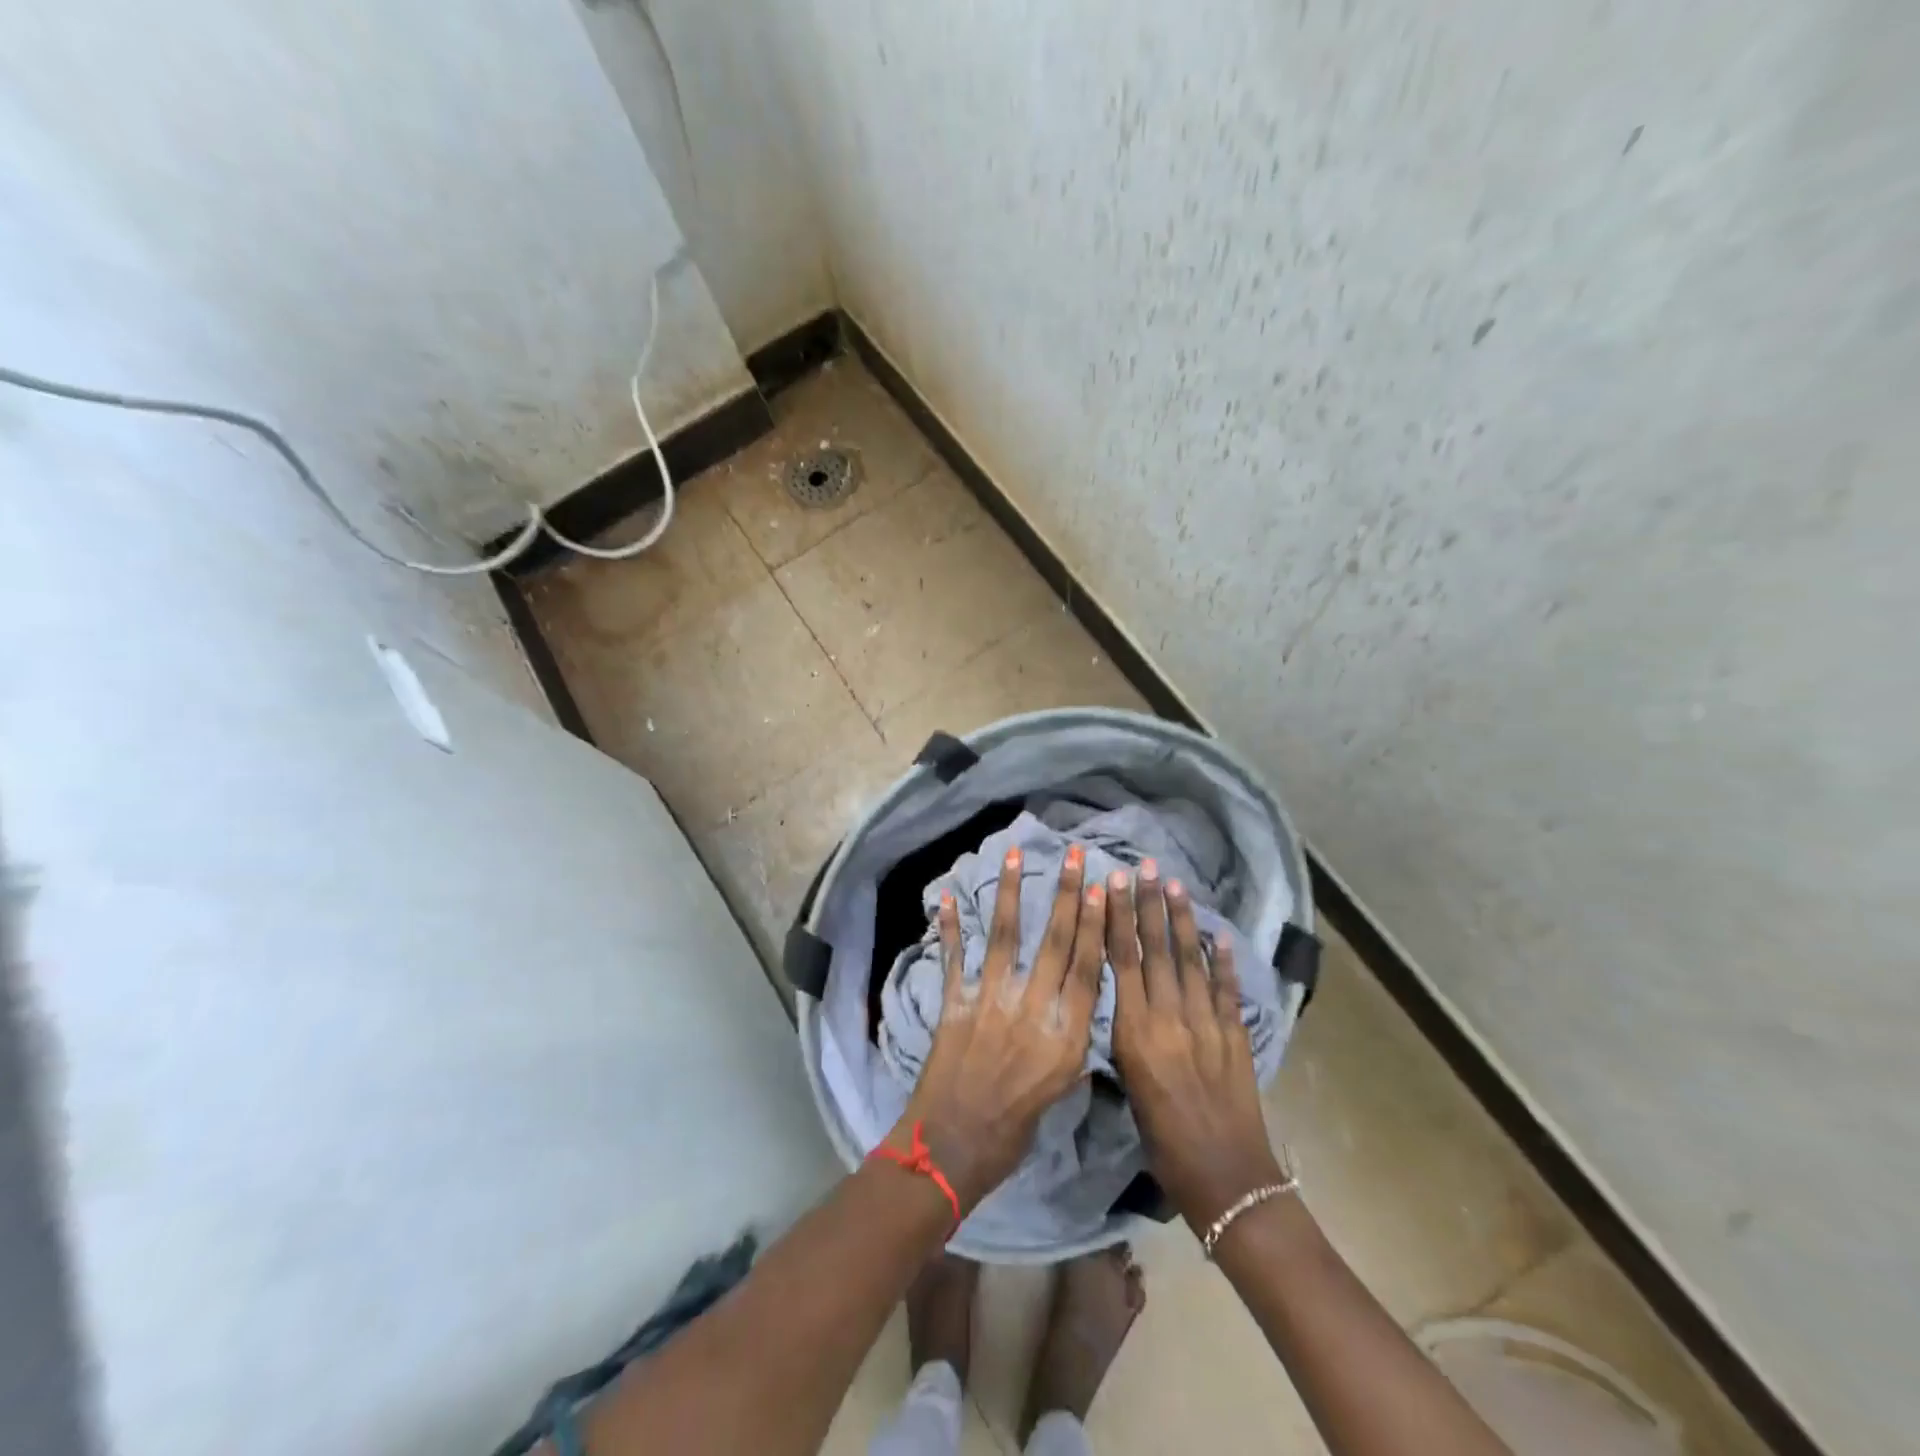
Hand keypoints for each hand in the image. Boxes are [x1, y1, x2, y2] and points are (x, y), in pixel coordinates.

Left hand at [889, 844, 1105, 1212]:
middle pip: (1056, 941)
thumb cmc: (1014, 1128)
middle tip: (1073, 855)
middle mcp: (1034, 1007)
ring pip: (1007, 935)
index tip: (1102, 888)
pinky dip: (949, 926)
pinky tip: (945, 896)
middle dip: (1066, 894)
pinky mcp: (956, 1002)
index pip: (1088, 967)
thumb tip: (1075, 1010)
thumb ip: (1069, 1044)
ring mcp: (992, 1000)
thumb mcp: (1059, 1090)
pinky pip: (954, 956)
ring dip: (1010, 892)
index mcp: (1066, 1033)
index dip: (1096, 924)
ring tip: (1013, 855)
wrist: (954, 1147)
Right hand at [1106, 862, 1283, 1231]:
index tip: (1114, 884)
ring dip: (1183, 920)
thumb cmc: (1162, 1140)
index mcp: (1136, 1032)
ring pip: (1191, 960)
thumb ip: (1127, 1034)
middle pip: (1156, 950)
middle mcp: (1170, 1018)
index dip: (1118, 918)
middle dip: (1149, 905)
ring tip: (1175, 884)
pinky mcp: (1236, 1035)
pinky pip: (1228, 988)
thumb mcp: (1129, 1083)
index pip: (1123, 961)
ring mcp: (1207, 1023)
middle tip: (1145, 866)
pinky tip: (1220, 934)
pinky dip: (1224, 960)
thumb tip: (1124, 995)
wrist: (1224, 1178)